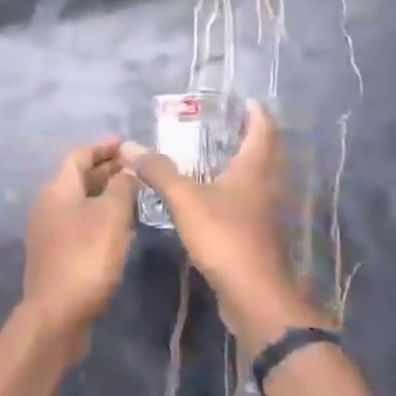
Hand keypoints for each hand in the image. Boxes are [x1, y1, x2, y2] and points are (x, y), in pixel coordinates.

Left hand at [21, 139, 139, 352]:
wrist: (56, 313)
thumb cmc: (86, 258)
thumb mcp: (112, 217)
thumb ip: (121, 188)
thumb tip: (127, 169)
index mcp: (58, 189)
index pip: (78, 156)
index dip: (102, 148)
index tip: (126, 145)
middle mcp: (48, 204)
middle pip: (77, 178)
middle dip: (106, 171)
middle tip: (136, 169)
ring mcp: (48, 230)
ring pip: (79, 201)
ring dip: (104, 195)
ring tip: (134, 195)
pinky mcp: (54, 253)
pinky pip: (78, 223)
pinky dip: (98, 217)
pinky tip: (120, 228)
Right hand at [121, 102, 315, 344]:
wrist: (255, 295)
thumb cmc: (225, 236)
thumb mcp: (185, 199)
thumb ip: (158, 171)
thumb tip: (129, 145)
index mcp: (256, 169)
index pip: (263, 129)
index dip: (255, 112)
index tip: (241, 100)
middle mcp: (267, 185)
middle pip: (264, 152)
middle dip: (247, 136)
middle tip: (221, 125)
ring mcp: (266, 212)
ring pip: (257, 178)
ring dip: (240, 165)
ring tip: (211, 157)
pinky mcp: (259, 235)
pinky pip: (248, 202)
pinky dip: (233, 191)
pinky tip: (211, 197)